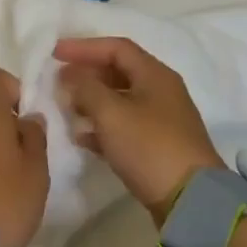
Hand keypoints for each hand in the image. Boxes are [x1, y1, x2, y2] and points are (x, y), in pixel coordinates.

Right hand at [55, 37, 223, 225]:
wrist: (191, 200)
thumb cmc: (149, 146)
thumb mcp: (110, 113)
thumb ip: (85, 88)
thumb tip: (70, 74)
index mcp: (154, 75)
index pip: (116, 48)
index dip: (84, 47)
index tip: (54, 53)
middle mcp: (161, 91)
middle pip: (118, 71)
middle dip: (87, 74)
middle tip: (59, 81)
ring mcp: (161, 120)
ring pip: (120, 99)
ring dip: (92, 101)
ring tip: (67, 109)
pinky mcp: (158, 146)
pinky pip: (124, 125)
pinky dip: (102, 126)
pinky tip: (82, 137)